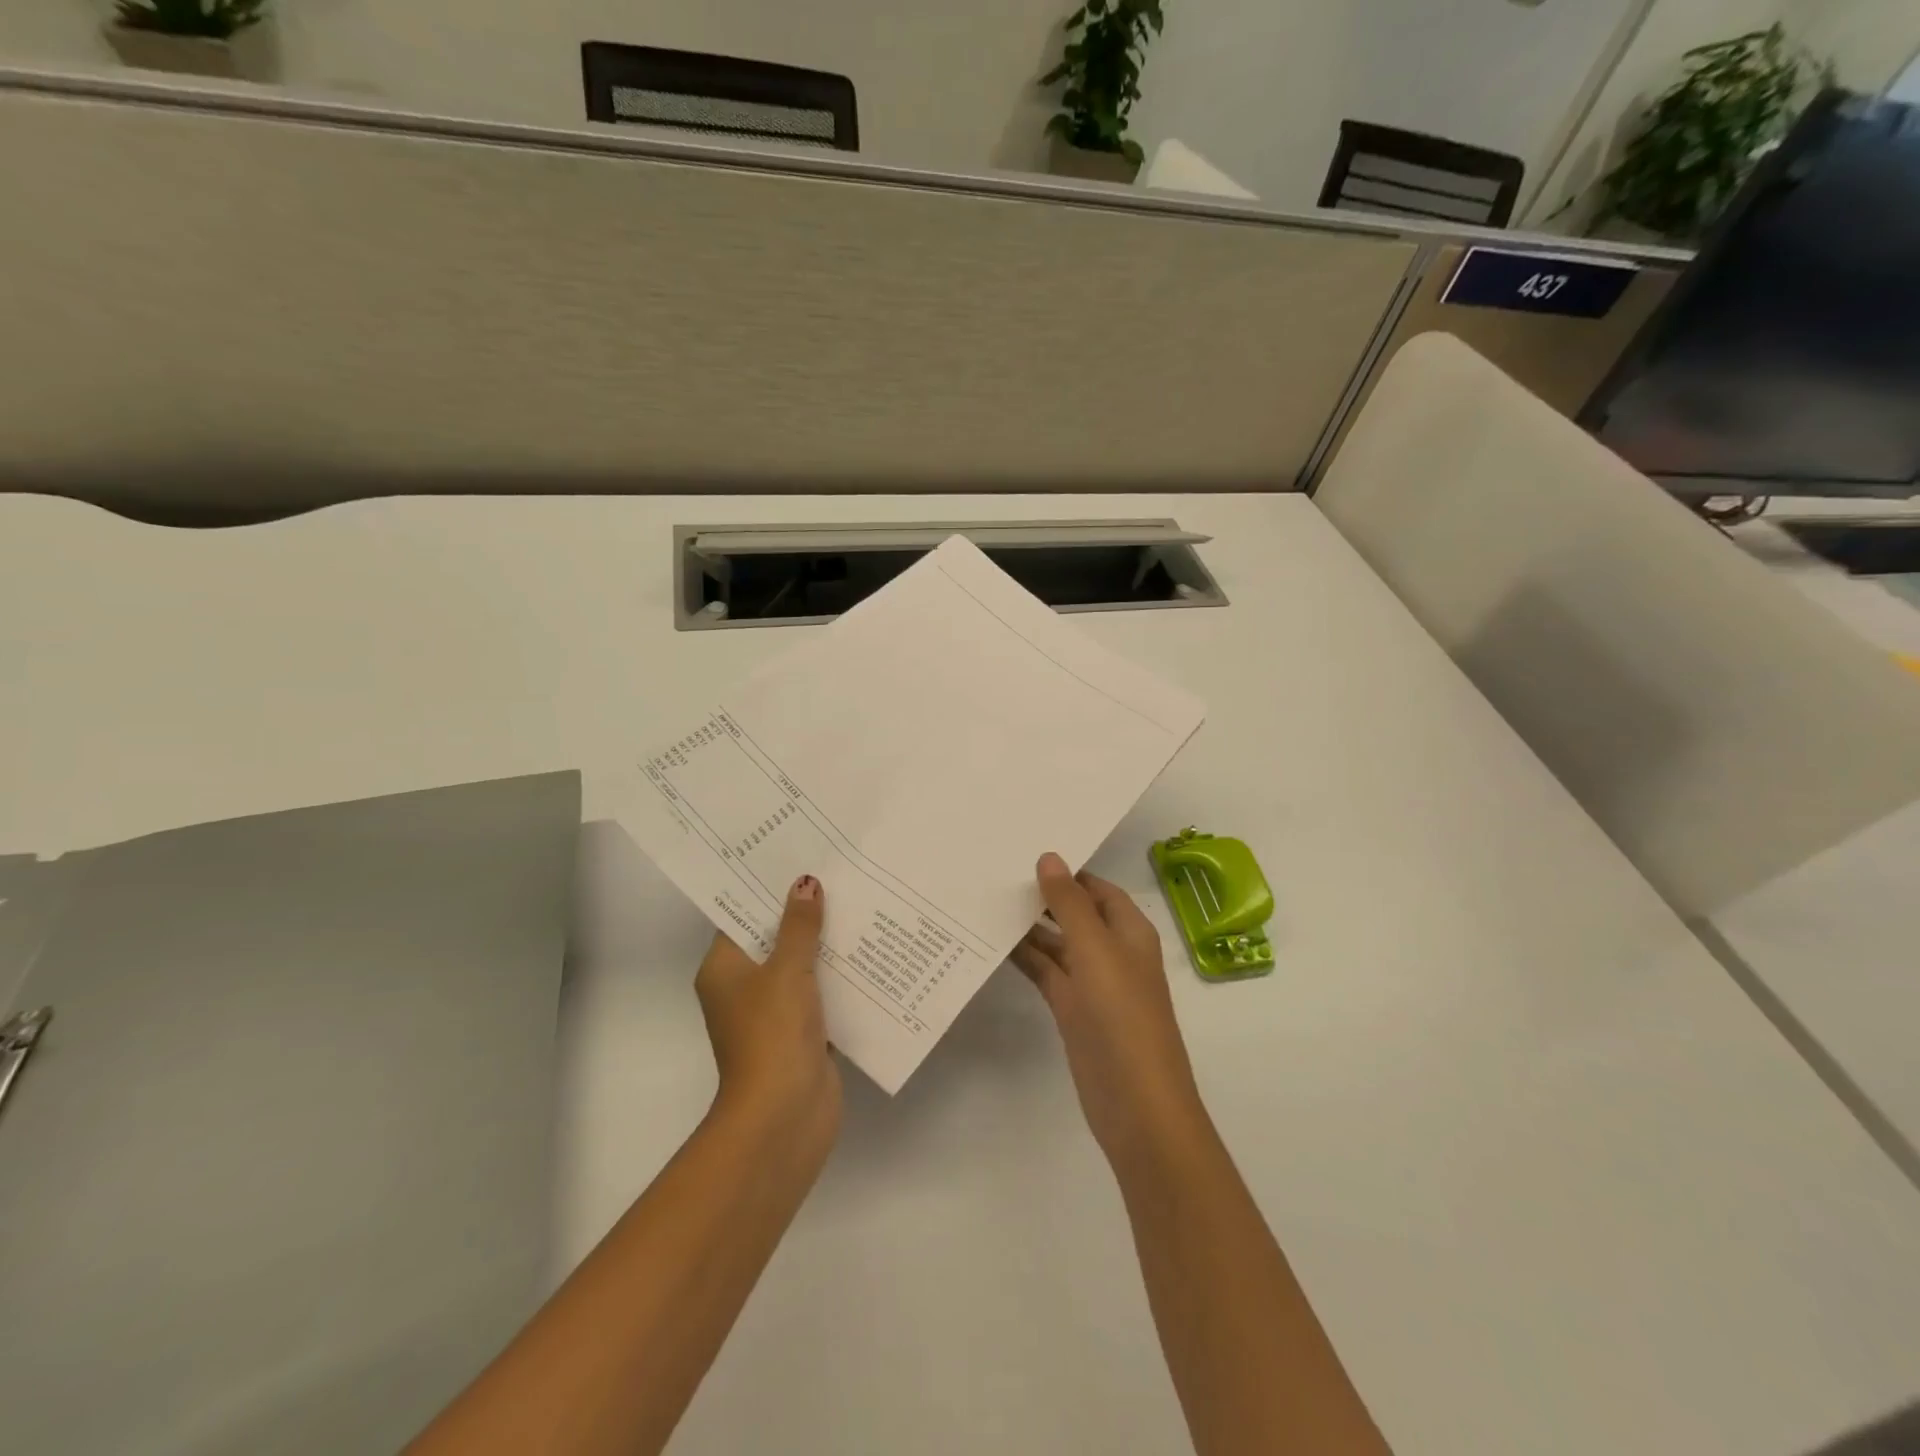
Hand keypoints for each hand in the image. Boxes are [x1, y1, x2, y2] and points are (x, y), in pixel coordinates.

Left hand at [695, 875, 840, 1166]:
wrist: (785, 1116)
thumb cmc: (773, 1033)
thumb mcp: (786, 970)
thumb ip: (798, 926)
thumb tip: (805, 883)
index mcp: (723, 970)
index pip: (742, 918)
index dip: (767, 889)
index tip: (796, 859)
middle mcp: (743, 989)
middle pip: (774, 940)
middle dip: (803, 913)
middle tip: (836, 873)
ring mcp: (773, 1014)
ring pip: (801, 967)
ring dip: (825, 945)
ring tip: (858, 901)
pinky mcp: (802, 1033)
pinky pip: (821, 993)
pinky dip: (839, 977)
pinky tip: (869, 951)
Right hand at [1012, 853, 1205, 1165]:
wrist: (1136, 1104)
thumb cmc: (1122, 1016)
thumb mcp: (1096, 950)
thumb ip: (1069, 904)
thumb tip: (1049, 858)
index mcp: (1129, 932)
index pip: (1097, 888)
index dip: (1067, 872)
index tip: (1025, 853)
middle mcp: (1112, 952)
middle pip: (1075, 913)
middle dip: (1042, 897)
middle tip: (995, 873)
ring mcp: (1091, 983)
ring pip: (1057, 943)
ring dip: (1029, 927)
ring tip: (985, 902)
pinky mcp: (1072, 1010)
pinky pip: (1046, 972)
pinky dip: (1025, 958)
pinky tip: (992, 943)